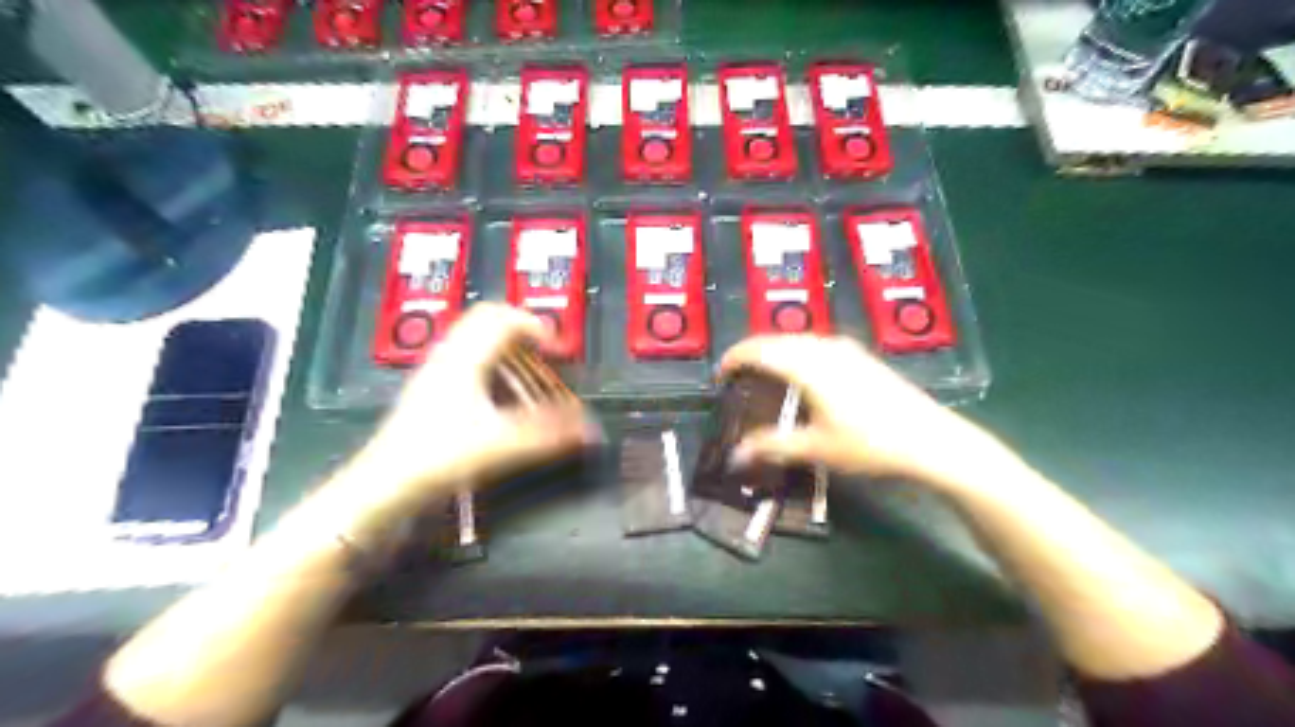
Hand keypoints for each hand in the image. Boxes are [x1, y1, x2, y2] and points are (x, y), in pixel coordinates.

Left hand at [334, 300, 592, 517]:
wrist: (384, 485)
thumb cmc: (440, 455)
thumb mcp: (503, 444)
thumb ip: (550, 435)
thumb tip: (591, 430)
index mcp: (465, 358)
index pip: (502, 318)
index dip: (536, 326)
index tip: (559, 349)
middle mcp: (448, 357)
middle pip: (486, 321)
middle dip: (521, 331)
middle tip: (545, 352)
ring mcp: (435, 373)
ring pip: (474, 341)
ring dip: (506, 349)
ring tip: (529, 374)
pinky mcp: (430, 392)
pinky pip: (465, 361)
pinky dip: (491, 367)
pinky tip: (501, 397)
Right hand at [724, 334, 1015, 494]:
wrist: (931, 439)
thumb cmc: (870, 443)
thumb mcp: (817, 448)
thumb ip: (772, 446)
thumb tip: (735, 455)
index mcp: (808, 364)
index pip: (760, 349)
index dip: (734, 358)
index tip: (719, 376)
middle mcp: (824, 348)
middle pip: (777, 340)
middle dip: (751, 353)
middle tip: (736, 378)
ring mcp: (846, 349)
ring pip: (797, 340)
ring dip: (774, 352)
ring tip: (762, 376)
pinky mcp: (860, 357)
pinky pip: (815, 345)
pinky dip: (795, 354)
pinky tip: (800, 375)